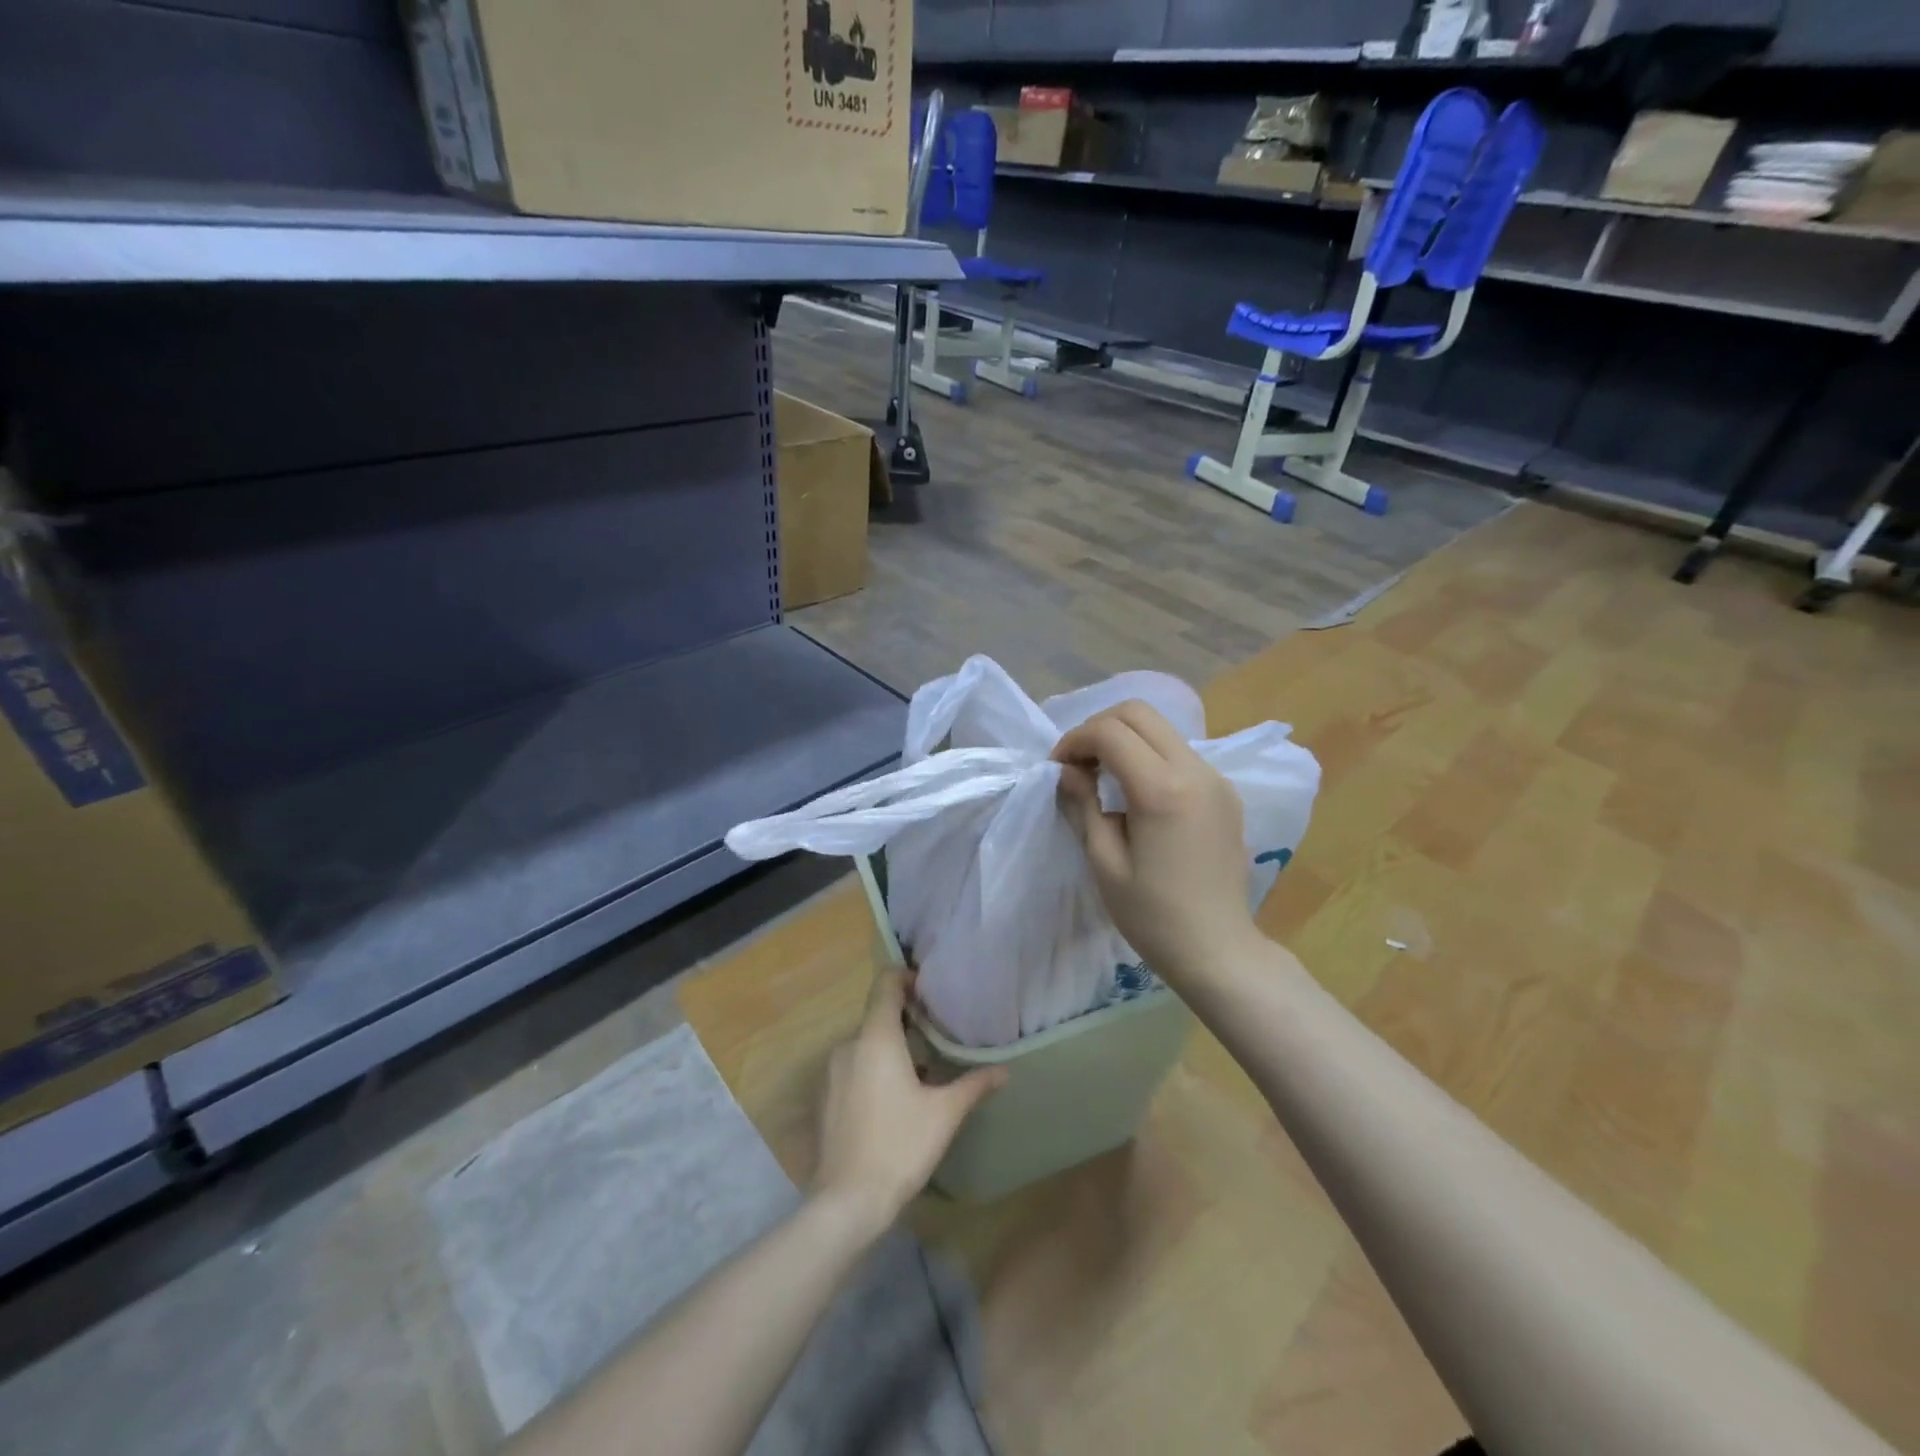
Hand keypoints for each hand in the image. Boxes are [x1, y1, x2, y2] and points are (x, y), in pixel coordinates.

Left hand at [810, 971, 1006, 1232]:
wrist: (847, 1201)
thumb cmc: (899, 1146)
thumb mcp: (944, 1114)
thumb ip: (973, 1084)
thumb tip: (1004, 1070)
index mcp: (876, 1038)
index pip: (885, 985)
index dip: (905, 977)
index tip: (928, 987)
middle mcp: (848, 1045)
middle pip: (877, 1015)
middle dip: (905, 1019)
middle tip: (936, 1032)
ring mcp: (832, 1072)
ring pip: (865, 1044)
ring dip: (890, 1047)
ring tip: (921, 1067)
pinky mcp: (824, 1097)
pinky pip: (852, 1066)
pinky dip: (873, 1068)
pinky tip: (893, 1097)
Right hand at [1051, 700, 1263, 990]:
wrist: (1218, 950)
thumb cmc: (1153, 916)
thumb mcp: (1105, 863)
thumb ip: (1083, 806)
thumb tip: (1068, 771)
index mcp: (1162, 790)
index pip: (1111, 732)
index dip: (1075, 741)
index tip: (1058, 769)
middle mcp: (1195, 771)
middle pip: (1139, 713)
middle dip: (1099, 728)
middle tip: (1078, 764)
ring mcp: (1216, 779)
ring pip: (1162, 728)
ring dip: (1125, 739)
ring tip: (1102, 776)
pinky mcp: (1225, 792)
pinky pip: (1179, 752)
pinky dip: (1149, 755)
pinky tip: (1135, 792)